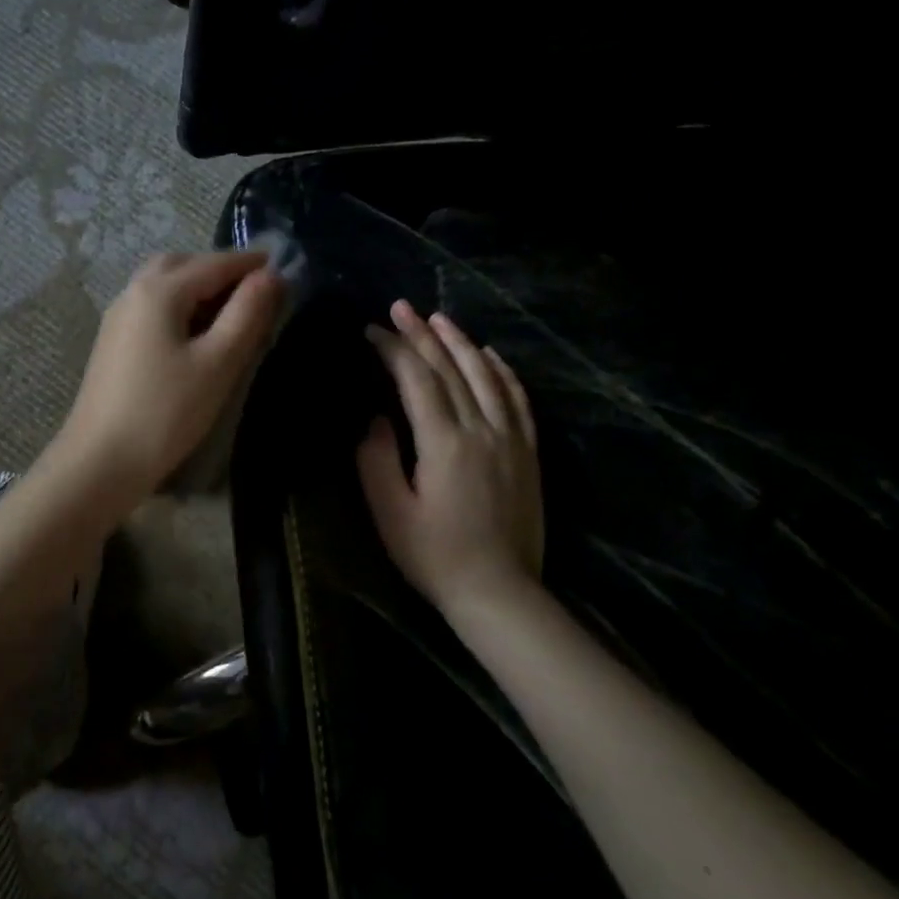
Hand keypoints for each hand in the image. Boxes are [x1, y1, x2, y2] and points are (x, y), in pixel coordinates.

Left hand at [52, 252, 283, 506]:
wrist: (100, 461)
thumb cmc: (165, 412)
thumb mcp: (218, 363)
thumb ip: (247, 314)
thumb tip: (271, 276)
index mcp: (159, 290)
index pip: (214, 263)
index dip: (251, 264)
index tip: (284, 268)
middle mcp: (133, 293)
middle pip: (182, 265)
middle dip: (220, 270)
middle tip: (254, 291)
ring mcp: (117, 318)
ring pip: (162, 285)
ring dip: (197, 287)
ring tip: (229, 313)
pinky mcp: (112, 343)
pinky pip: (151, 308)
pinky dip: (178, 306)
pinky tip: (194, 335)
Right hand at [357, 300, 543, 618]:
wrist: (498, 591)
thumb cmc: (433, 556)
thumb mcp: (390, 513)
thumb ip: (376, 461)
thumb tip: (377, 420)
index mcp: (444, 443)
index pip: (417, 380)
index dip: (393, 350)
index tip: (371, 332)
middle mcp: (482, 430)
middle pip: (451, 369)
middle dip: (422, 335)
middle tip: (400, 307)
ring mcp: (511, 438)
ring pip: (486, 375)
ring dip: (461, 343)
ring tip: (439, 318)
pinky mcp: (527, 451)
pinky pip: (517, 398)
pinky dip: (502, 370)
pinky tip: (489, 355)